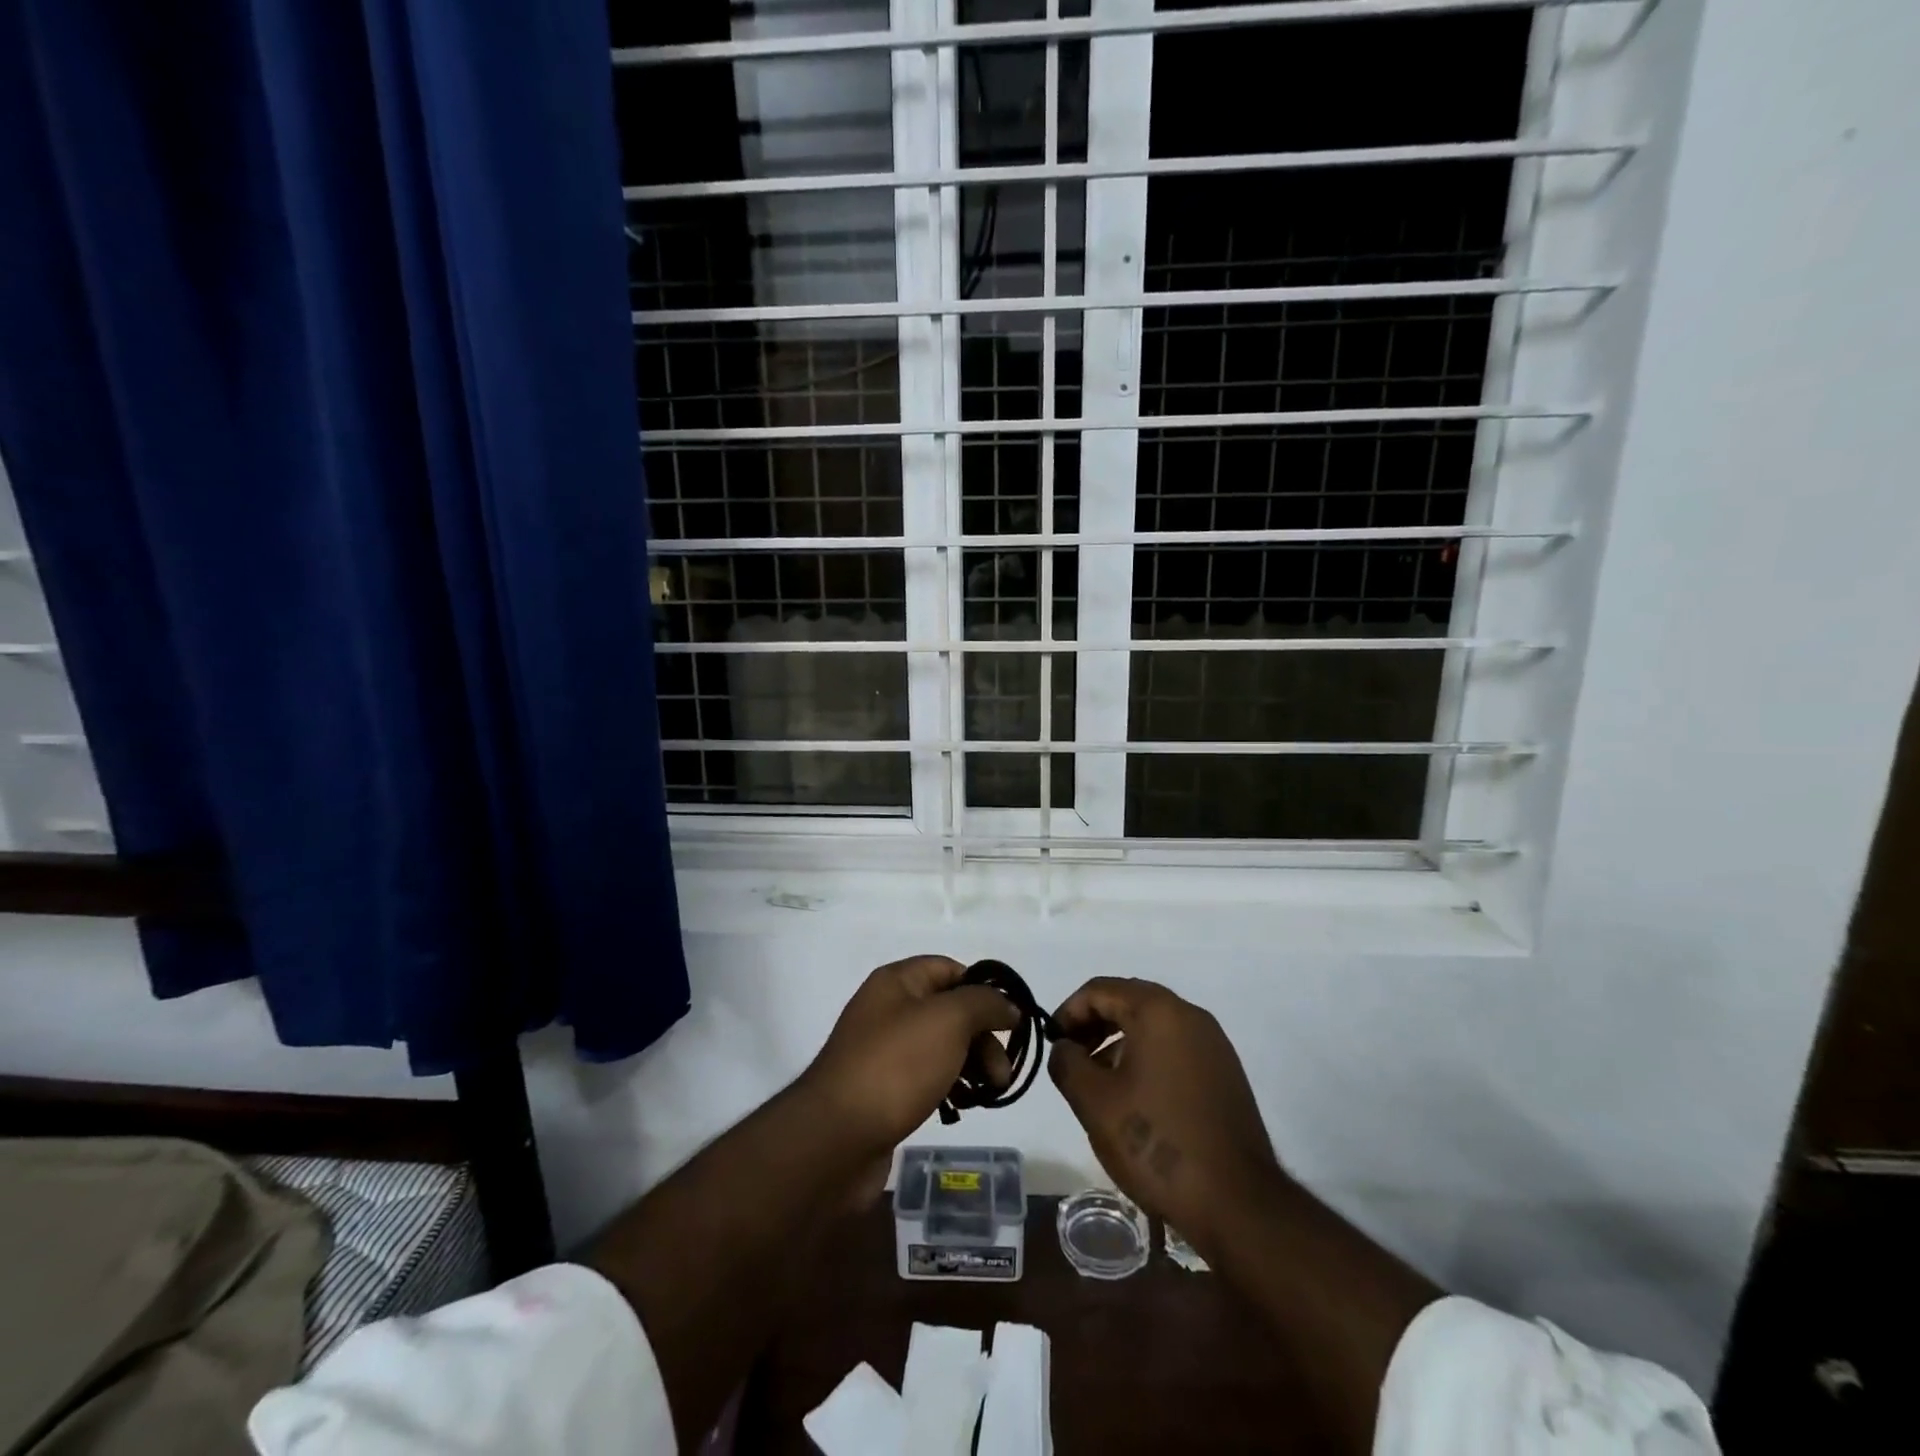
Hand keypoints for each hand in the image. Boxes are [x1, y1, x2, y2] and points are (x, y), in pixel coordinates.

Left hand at [801, 956, 1020, 1165]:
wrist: (836, 1139)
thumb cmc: (896, 1066)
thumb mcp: (949, 1020)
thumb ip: (984, 1004)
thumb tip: (1008, 1005)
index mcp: (897, 982)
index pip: (950, 969)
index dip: (983, 989)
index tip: (1011, 1021)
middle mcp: (888, 1009)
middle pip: (950, 1011)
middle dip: (983, 1037)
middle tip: (1002, 1073)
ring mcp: (883, 1052)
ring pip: (942, 1047)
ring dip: (972, 1065)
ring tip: (989, 1093)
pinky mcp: (883, 1090)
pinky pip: (927, 1077)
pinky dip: (951, 1087)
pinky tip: (962, 1106)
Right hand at [1049, 977, 1282, 1255]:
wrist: (1238, 1203)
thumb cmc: (1156, 1142)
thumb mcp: (1094, 1102)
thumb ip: (1067, 1063)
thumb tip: (1065, 1049)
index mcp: (1159, 1011)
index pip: (1101, 990)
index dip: (1068, 1011)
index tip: (1053, 1043)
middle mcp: (1190, 1015)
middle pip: (1129, 1000)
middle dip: (1094, 1023)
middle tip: (1071, 1055)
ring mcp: (1213, 1044)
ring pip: (1153, 1025)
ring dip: (1119, 1040)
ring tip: (1098, 1080)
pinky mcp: (1225, 1073)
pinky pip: (1175, 1047)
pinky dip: (1146, 1056)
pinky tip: (1134, 1096)